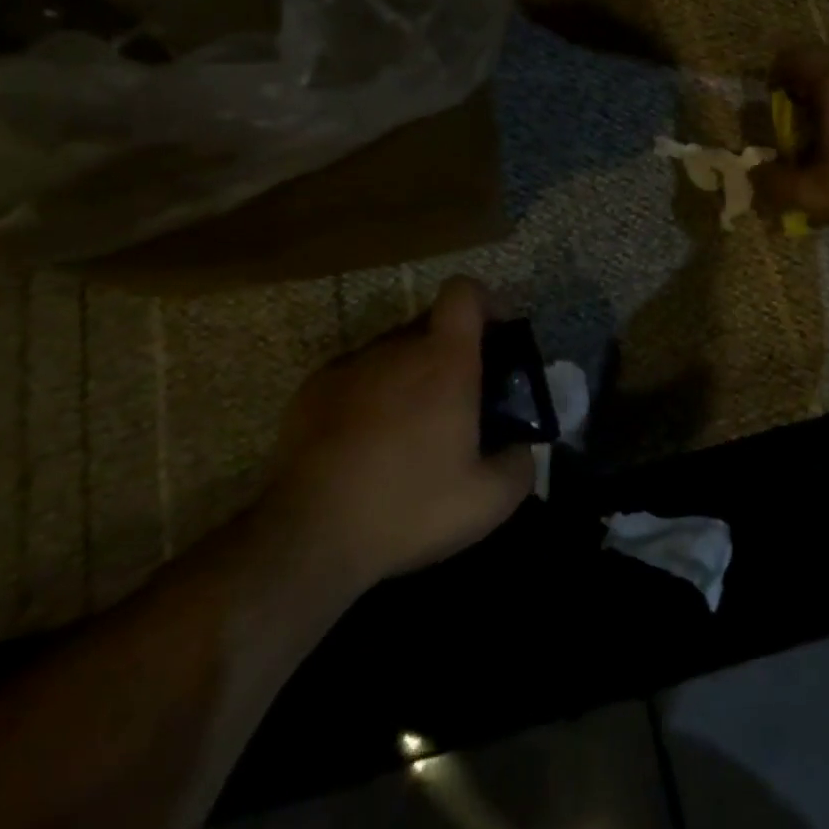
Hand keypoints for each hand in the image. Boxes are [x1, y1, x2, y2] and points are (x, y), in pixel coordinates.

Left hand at [252, 277, 533, 596]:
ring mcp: (351, 365)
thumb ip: (521, 464)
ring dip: (409, 375)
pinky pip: (357, 375)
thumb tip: (521, 446)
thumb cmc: (408, 507)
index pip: (464, 292)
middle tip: (458, 400)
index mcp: (445, 359)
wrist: (308, 536)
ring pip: (393, 352)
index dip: (484, 303)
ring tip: (409, 430)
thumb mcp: (488, 501)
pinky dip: (370, 395)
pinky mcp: (313, 388)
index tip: (494, 337)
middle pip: (431, 324)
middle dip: (450, 351)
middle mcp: (397, 348)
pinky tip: (365, 444)